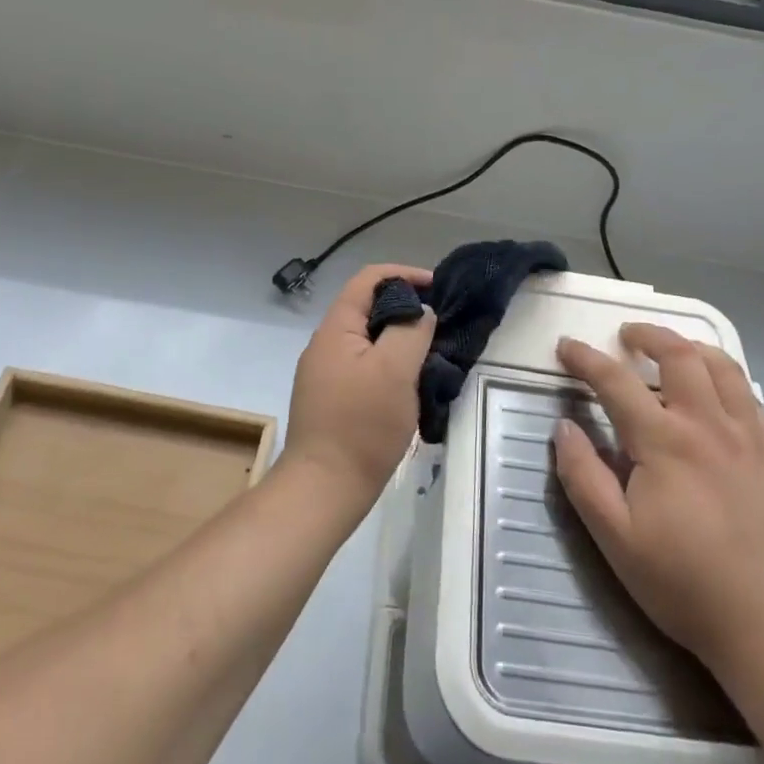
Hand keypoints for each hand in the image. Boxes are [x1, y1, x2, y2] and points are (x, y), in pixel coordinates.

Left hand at [281, 263, 434, 515]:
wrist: (324, 489)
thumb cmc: (361, 425)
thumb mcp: (395, 370)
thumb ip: (411, 331)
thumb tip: (421, 313)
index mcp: (335, 328)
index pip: (368, 279)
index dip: (404, 274)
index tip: (437, 287)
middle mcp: (325, 344)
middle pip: (368, 308)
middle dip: (405, 308)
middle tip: (439, 324)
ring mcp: (326, 374)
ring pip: (368, 340)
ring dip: (399, 339)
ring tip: (430, 353)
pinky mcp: (332, 400)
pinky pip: (365, 366)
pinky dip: (389, 364)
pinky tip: (409, 384)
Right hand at [553, 324, 763, 701]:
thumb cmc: (687, 584)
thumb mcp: (616, 539)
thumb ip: (583, 477)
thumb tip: (563, 426)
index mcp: (664, 441)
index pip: (615, 381)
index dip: (586, 358)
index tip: (566, 346)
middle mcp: (708, 425)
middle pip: (679, 354)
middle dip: (648, 334)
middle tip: (626, 335)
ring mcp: (749, 438)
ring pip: (723, 367)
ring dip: (691, 347)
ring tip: (672, 350)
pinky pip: (751, 398)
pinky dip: (727, 380)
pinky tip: (717, 396)